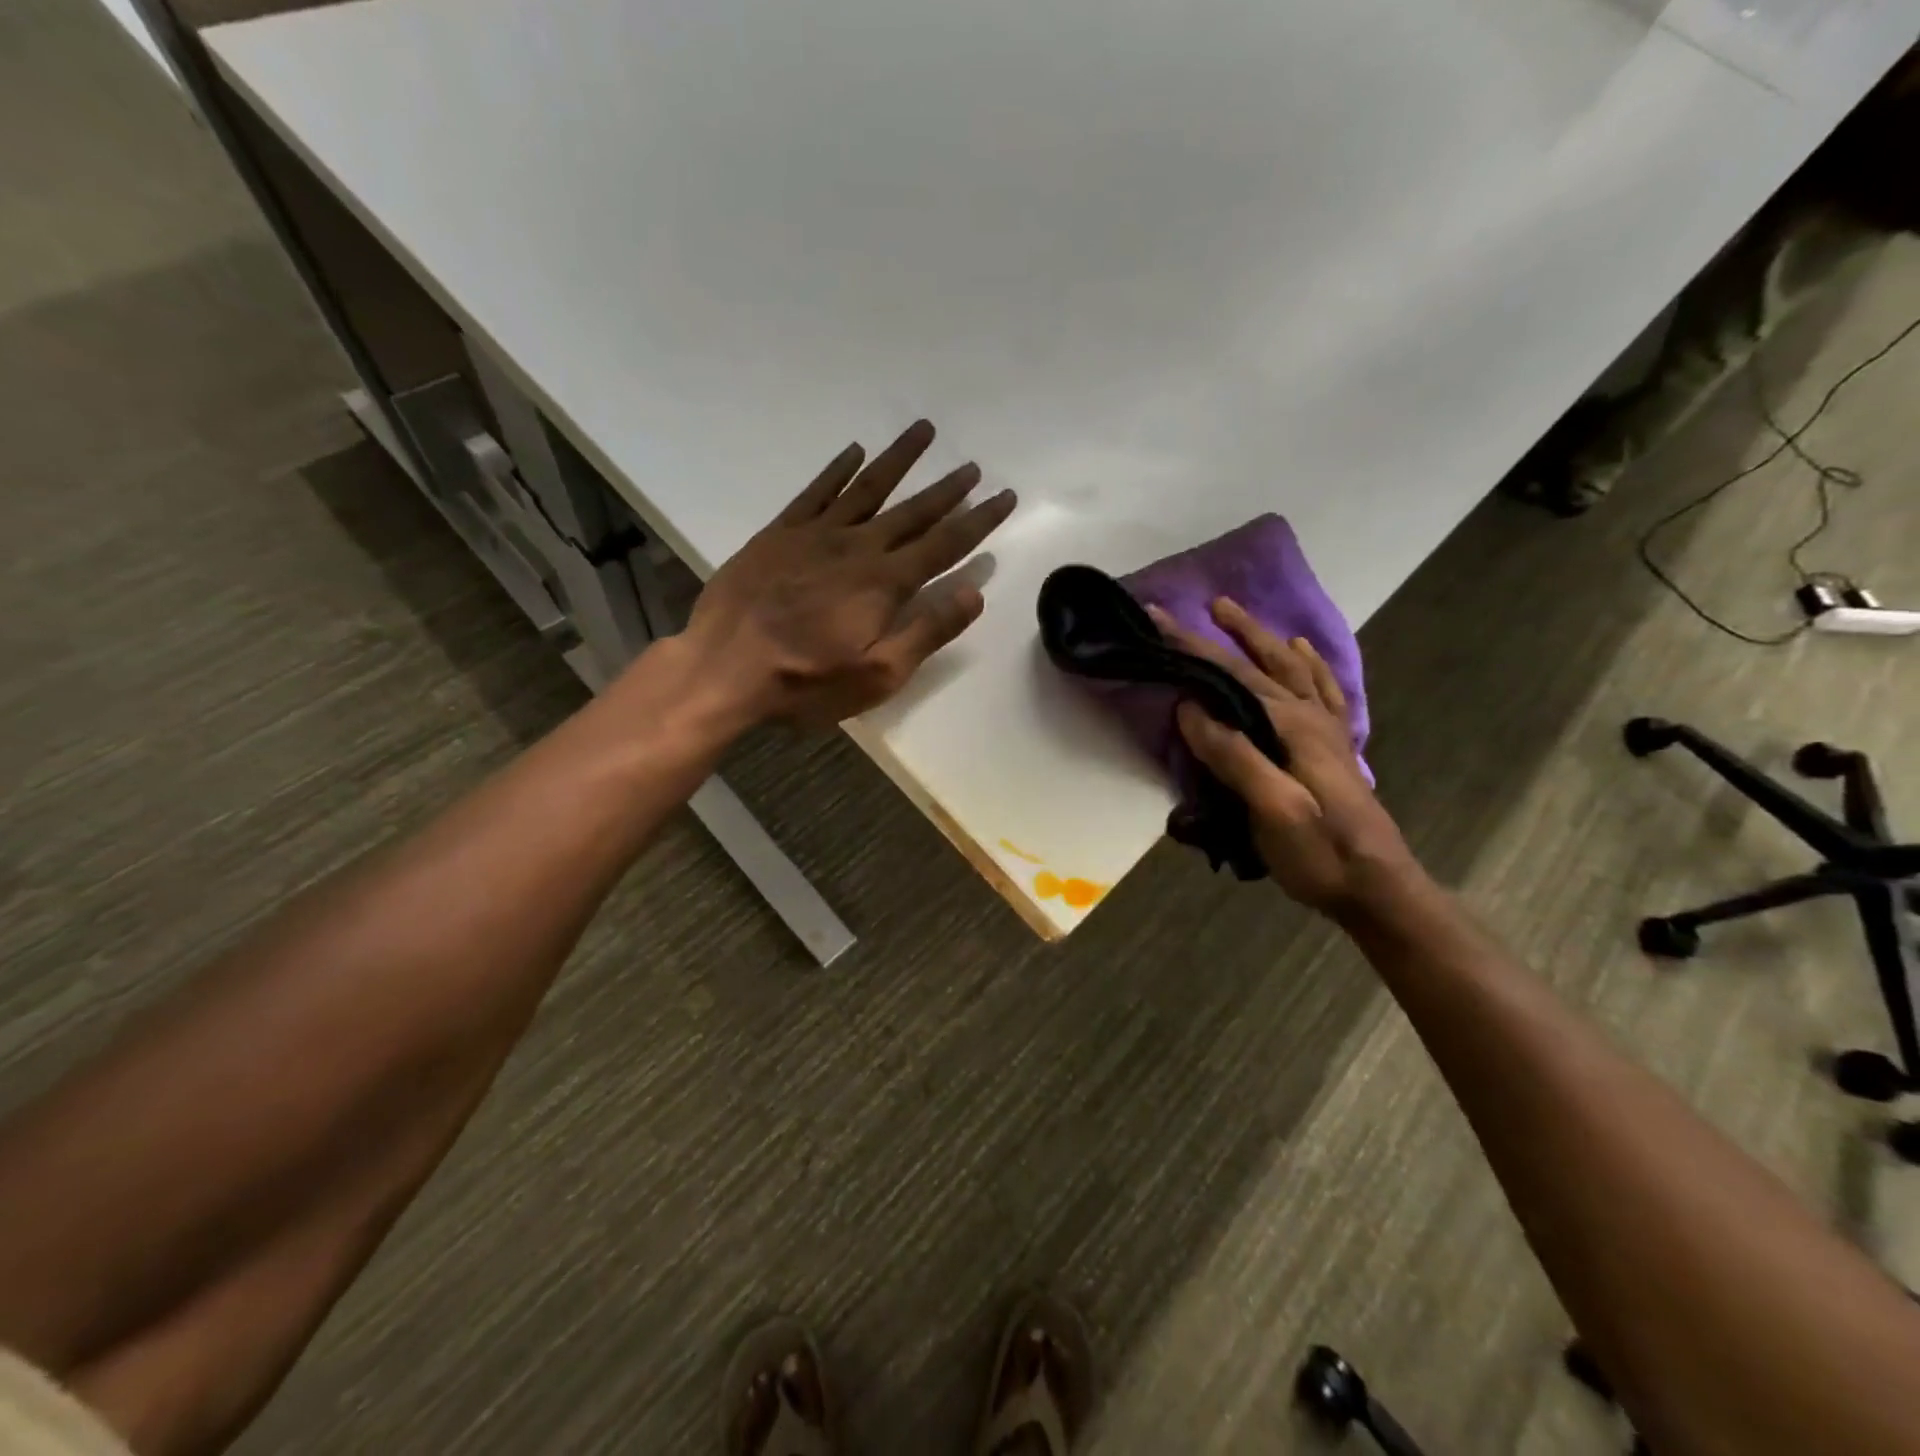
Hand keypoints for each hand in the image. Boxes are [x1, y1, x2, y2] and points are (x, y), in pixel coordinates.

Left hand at [682, 420, 1015, 727]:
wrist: (724, 670)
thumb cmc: (807, 683)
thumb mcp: (879, 674)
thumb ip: (927, 631)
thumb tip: (973, 593)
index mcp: (885, 583)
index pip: (944, 544)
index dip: (978, 520)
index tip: (1004, 496)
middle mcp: (857, 547)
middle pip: (912, 511)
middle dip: (947, 489)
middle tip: (972, 465)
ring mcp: (815, 535)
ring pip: (867, 488)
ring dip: (898, 460)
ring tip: (924, 431)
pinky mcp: (779, 534)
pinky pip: (816, 492)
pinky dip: (838, 469)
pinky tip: (854, 452)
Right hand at [1150, 599, 1422, 917]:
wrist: (1378, 888)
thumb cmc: (1320, 852)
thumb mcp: (1271, 808)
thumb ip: (1234, 755)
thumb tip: (1190, 708)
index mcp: (1292, 726)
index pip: (1233, 676)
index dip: (1194, 647)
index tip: (1159, 619)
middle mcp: (1311, 717)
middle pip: (1265, 663)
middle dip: (1234, 631)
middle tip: (1208, 604)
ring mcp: (1328, 731)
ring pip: (1295, 670)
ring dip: (1267, 640)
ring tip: (1243, 618)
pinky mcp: (1335, 749)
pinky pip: (1324, 692)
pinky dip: (1311, 667)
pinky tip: (1303, 655)